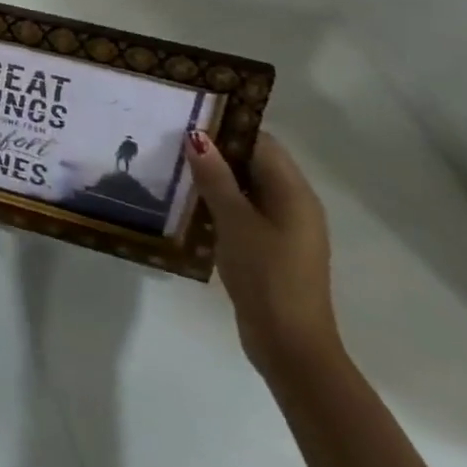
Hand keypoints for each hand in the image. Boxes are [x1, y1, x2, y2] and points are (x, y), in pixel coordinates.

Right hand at [186, 130, 342, 380]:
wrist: (291, 348)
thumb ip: (215, 176)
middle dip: (216, 150)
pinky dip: (221, 202)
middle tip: (172, 139)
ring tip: (174, 166)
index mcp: (294, 192)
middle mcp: (294, 204)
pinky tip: (190, 204)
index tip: (188, 117)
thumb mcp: (235, 221)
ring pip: (246, 186)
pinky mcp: (271, 248)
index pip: (259, 140)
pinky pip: (245, 210)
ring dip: (215, 177)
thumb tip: (197, 134)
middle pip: (253, 161)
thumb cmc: (267, 277)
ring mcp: (284, 228)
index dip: (226, 126)